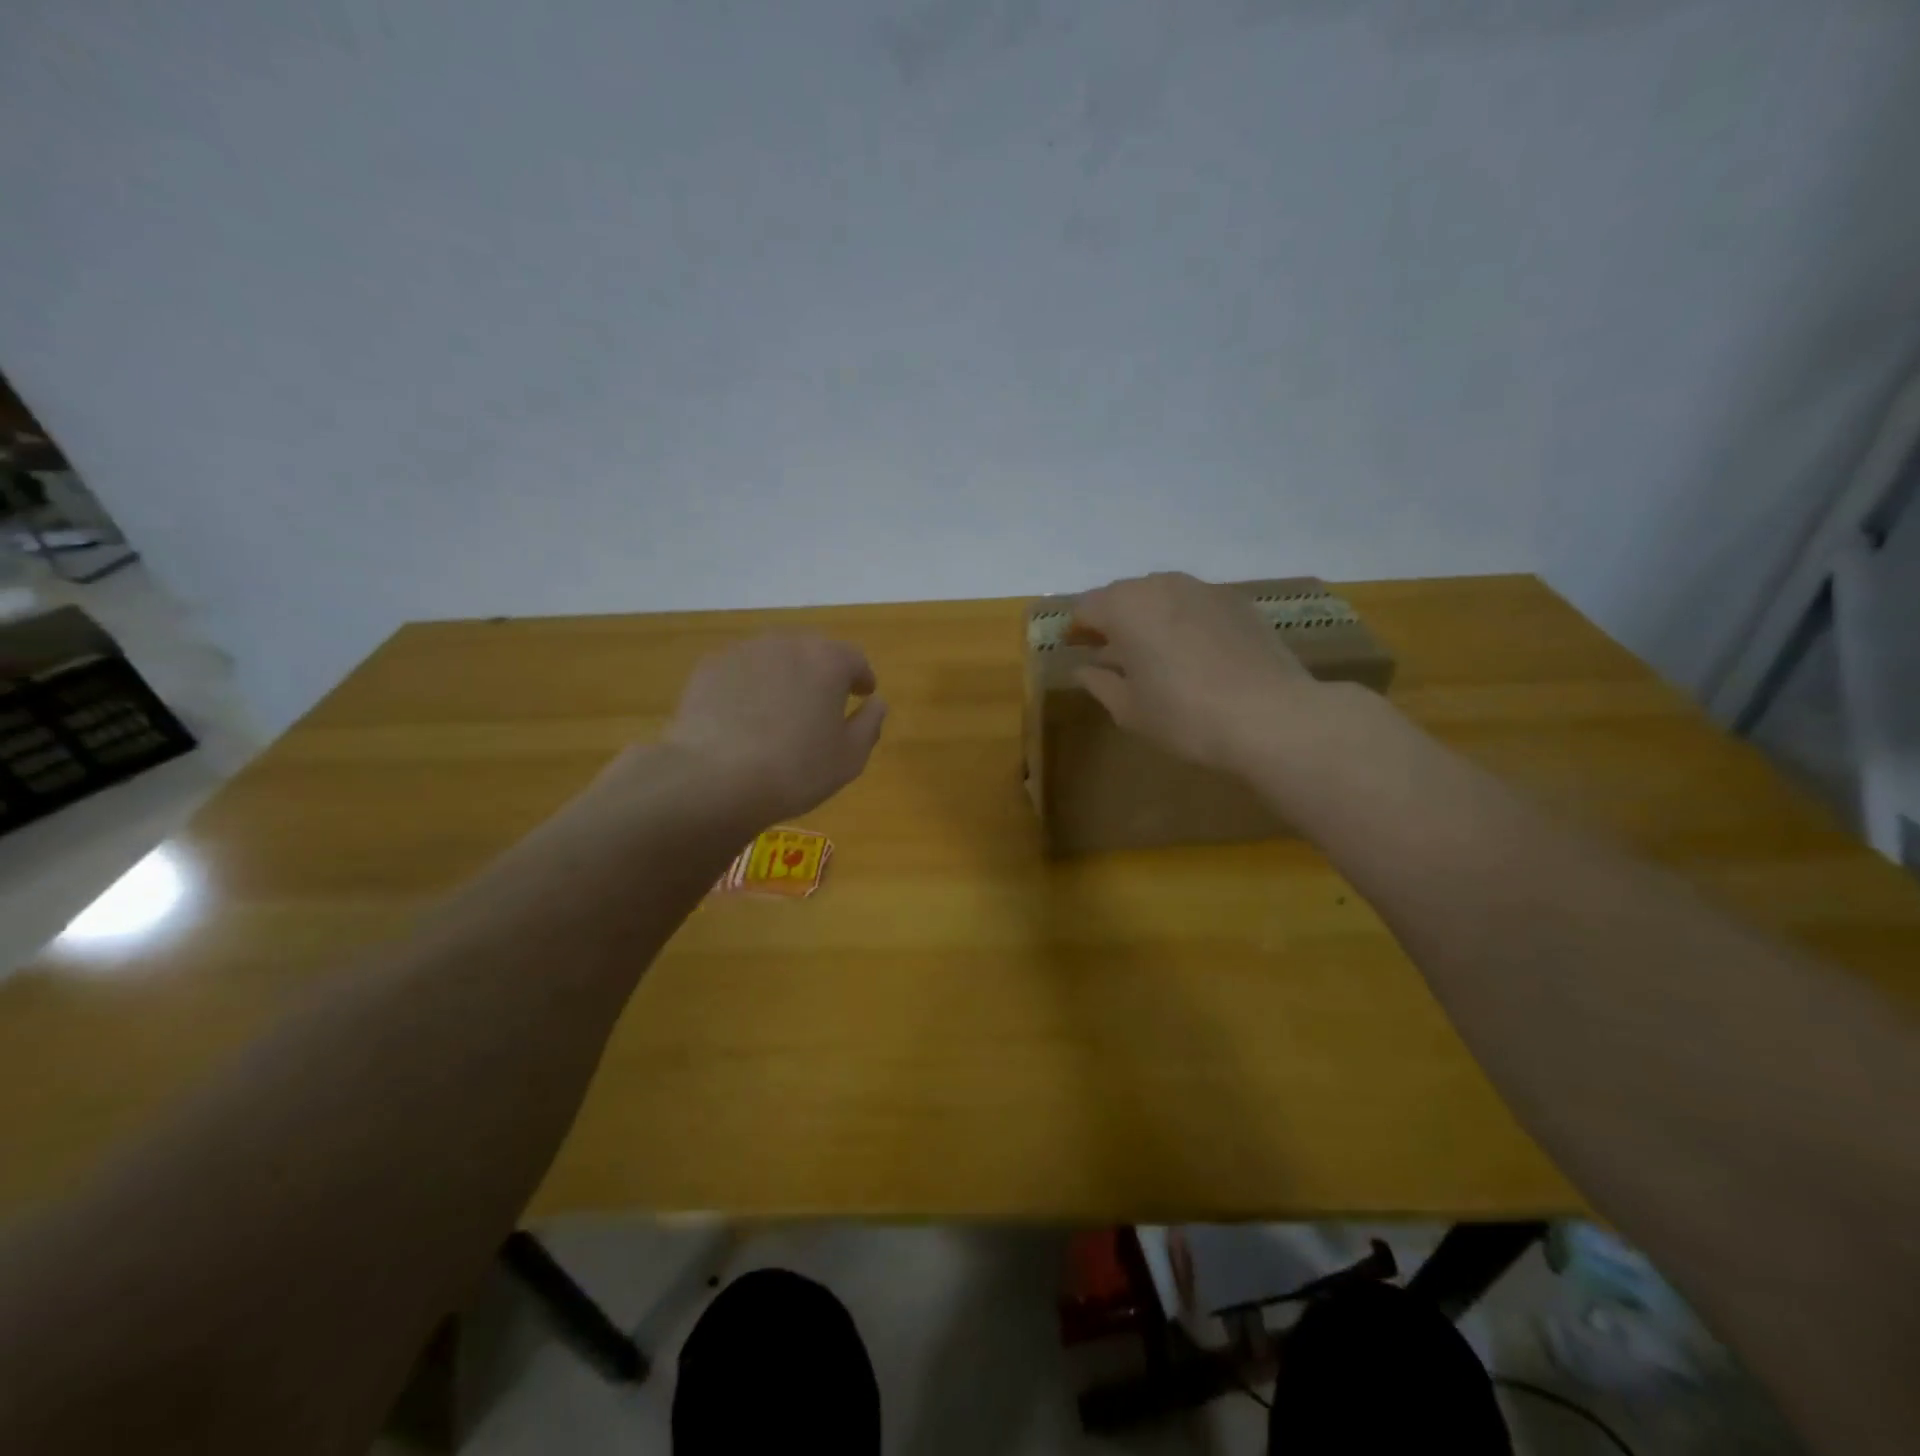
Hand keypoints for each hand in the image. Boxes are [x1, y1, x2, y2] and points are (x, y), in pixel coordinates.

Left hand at [662, 635, 886, 823]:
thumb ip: (870, 723)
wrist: (715, 778)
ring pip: (774, 659)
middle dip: (821, 673)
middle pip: (812, 652)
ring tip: (780, 710)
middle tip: (822, 703)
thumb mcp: (849, 757)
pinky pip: (741, 672)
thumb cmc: (796, 769)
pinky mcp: (709, 668)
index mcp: (828, 661)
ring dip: (783, 677)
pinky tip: (744, 717)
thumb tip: (877, 703)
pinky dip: (749, 686)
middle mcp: (787, 644)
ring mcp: (744, 652)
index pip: (854, 658)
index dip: (861, 677)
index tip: (862, 694)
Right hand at [1071, 572, 1317, 774]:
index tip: (1076, 652)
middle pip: (1123, 596)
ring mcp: (1204, 588)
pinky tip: (1197, 656)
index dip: (1076, 630)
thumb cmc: (1184, 716)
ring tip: (1158, 656)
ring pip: (1162, 596)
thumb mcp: (1129, 709)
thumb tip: (1083, 669)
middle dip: (1113, 621)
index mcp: (1125, 607)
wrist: (1271, 716)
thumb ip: (1099, 683)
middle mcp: (1161, 584)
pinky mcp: (1238, 601)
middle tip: (1115, 657)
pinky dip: (1186, 622)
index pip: (1085, 608)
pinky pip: (1196, 605)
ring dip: (1151, 619)